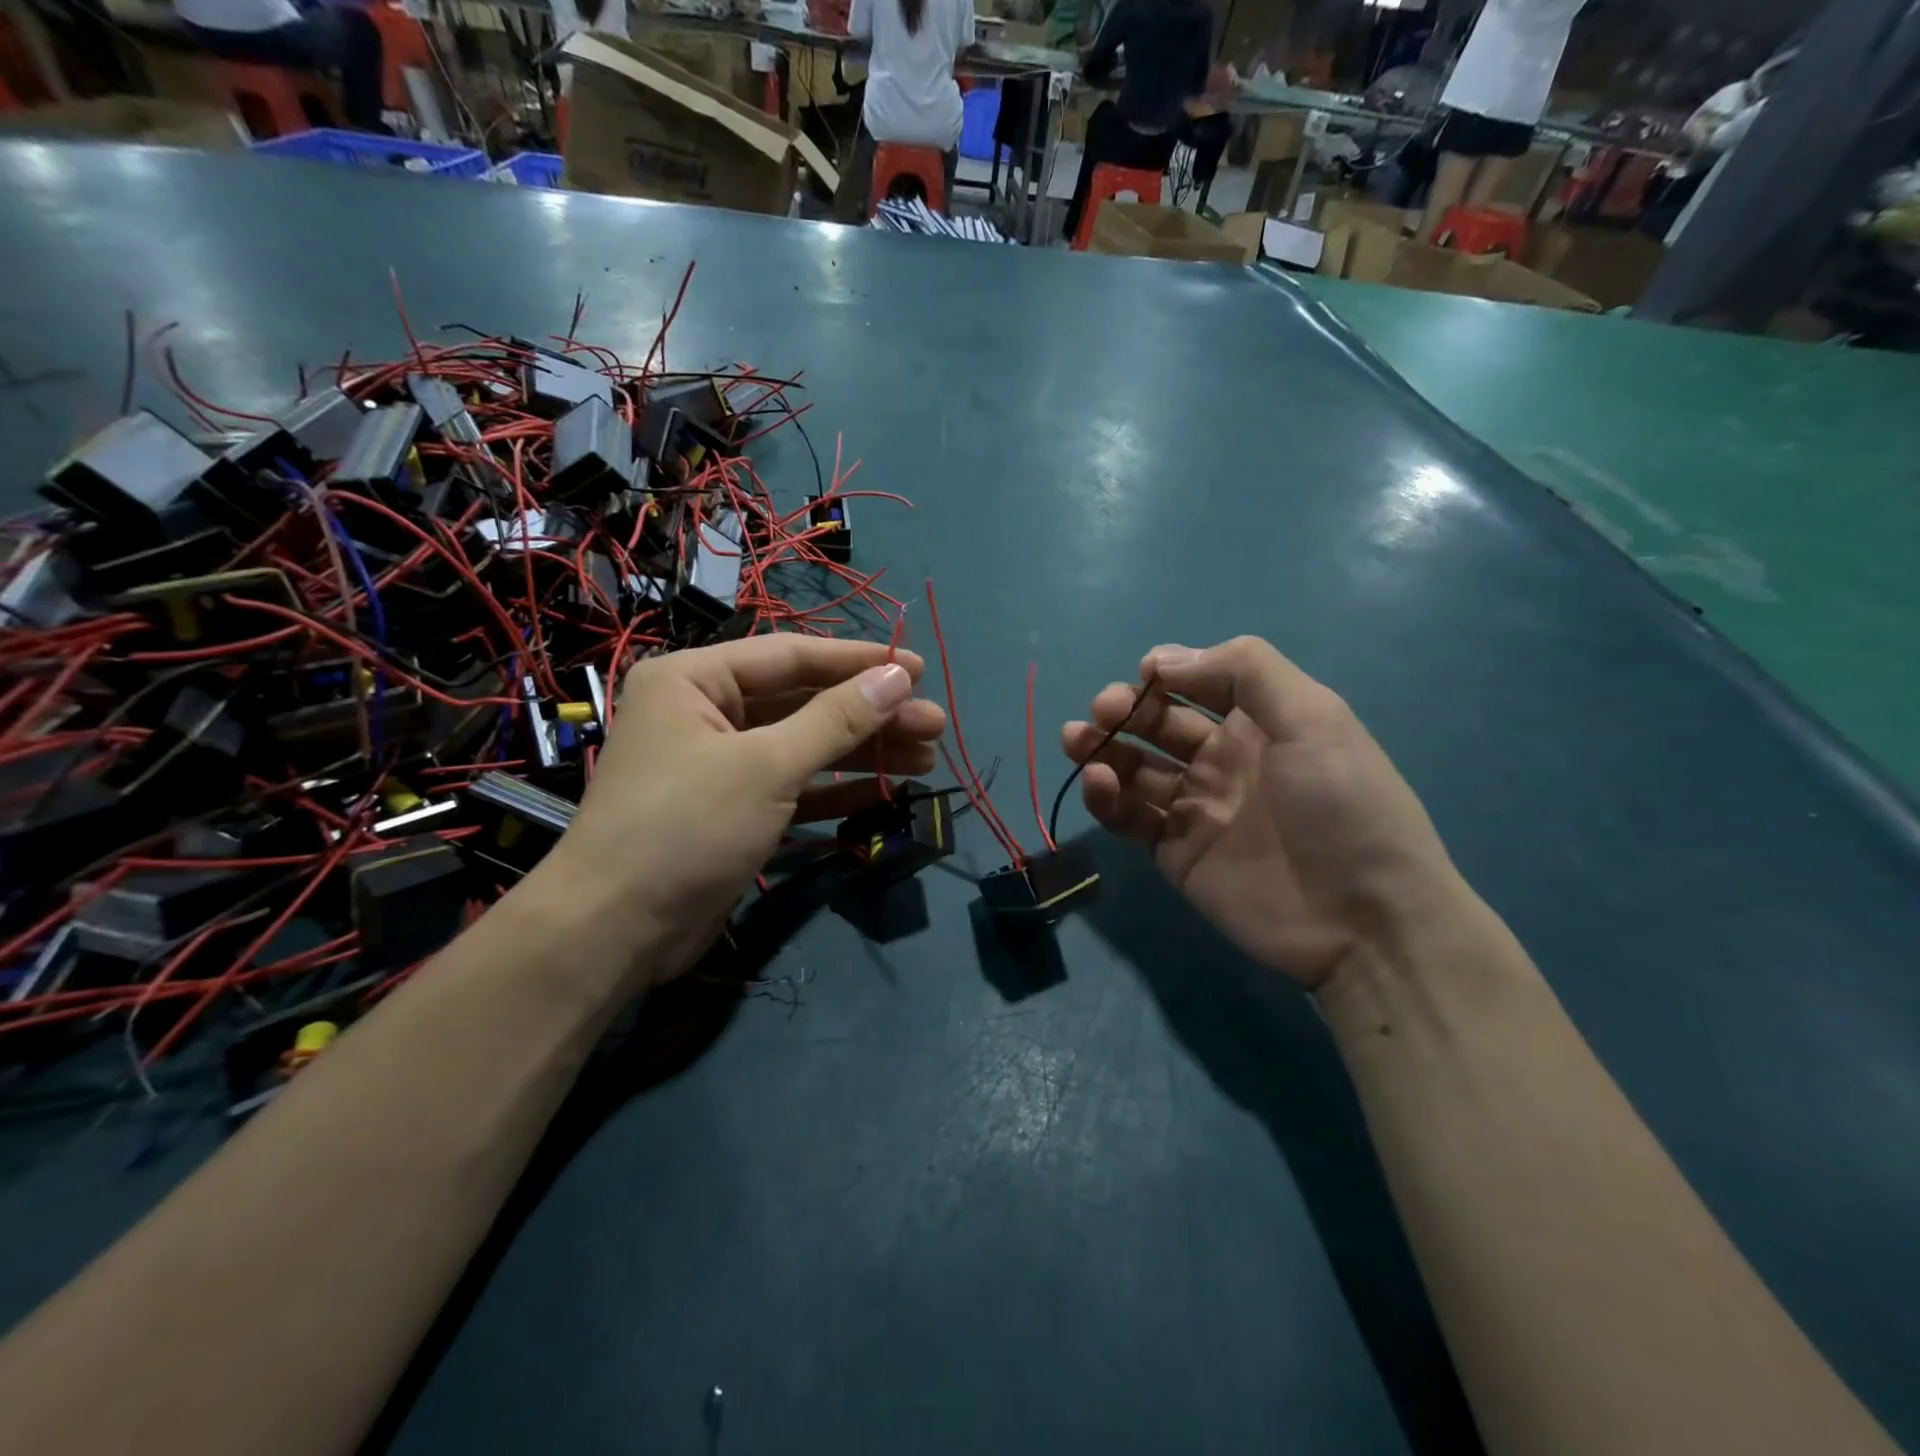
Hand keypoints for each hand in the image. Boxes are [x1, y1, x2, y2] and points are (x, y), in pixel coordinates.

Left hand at [541, 636, 945, 984]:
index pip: (793, 657)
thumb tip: (897, 676)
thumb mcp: (767, 765)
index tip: (919, 669)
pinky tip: (886, 791)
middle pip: (805, 703)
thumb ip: (836, 719)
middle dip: (871, 715)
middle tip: (935, 725)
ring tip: (926, 758)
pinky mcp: (734, 810)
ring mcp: (721, 765)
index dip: (860, 662)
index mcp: (696, 679)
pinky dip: (837, 790)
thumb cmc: (686, 827)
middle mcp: (706, 712)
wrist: (615, 931)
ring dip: (863, 752)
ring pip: (805, 746)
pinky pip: (794, 787)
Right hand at [1061, 637, 1462, 991]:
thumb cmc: (1343, 806)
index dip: (1166, 672)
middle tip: (1103, 711)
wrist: (1363, 920)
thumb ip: (1245, 671)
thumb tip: (1162, 660)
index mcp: (1258, 723)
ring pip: (1134, 768)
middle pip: (1157, 723)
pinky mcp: (1174, 851)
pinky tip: (1099, 783)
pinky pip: (1130, 816)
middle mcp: (1223, 760)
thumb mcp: (1314, 718)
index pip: (1198, 682)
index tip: (1145, 674)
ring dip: (1102, 748)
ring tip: (1077, 740)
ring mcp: (1195, 808)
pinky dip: (1107, 797)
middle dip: (1125, 708)